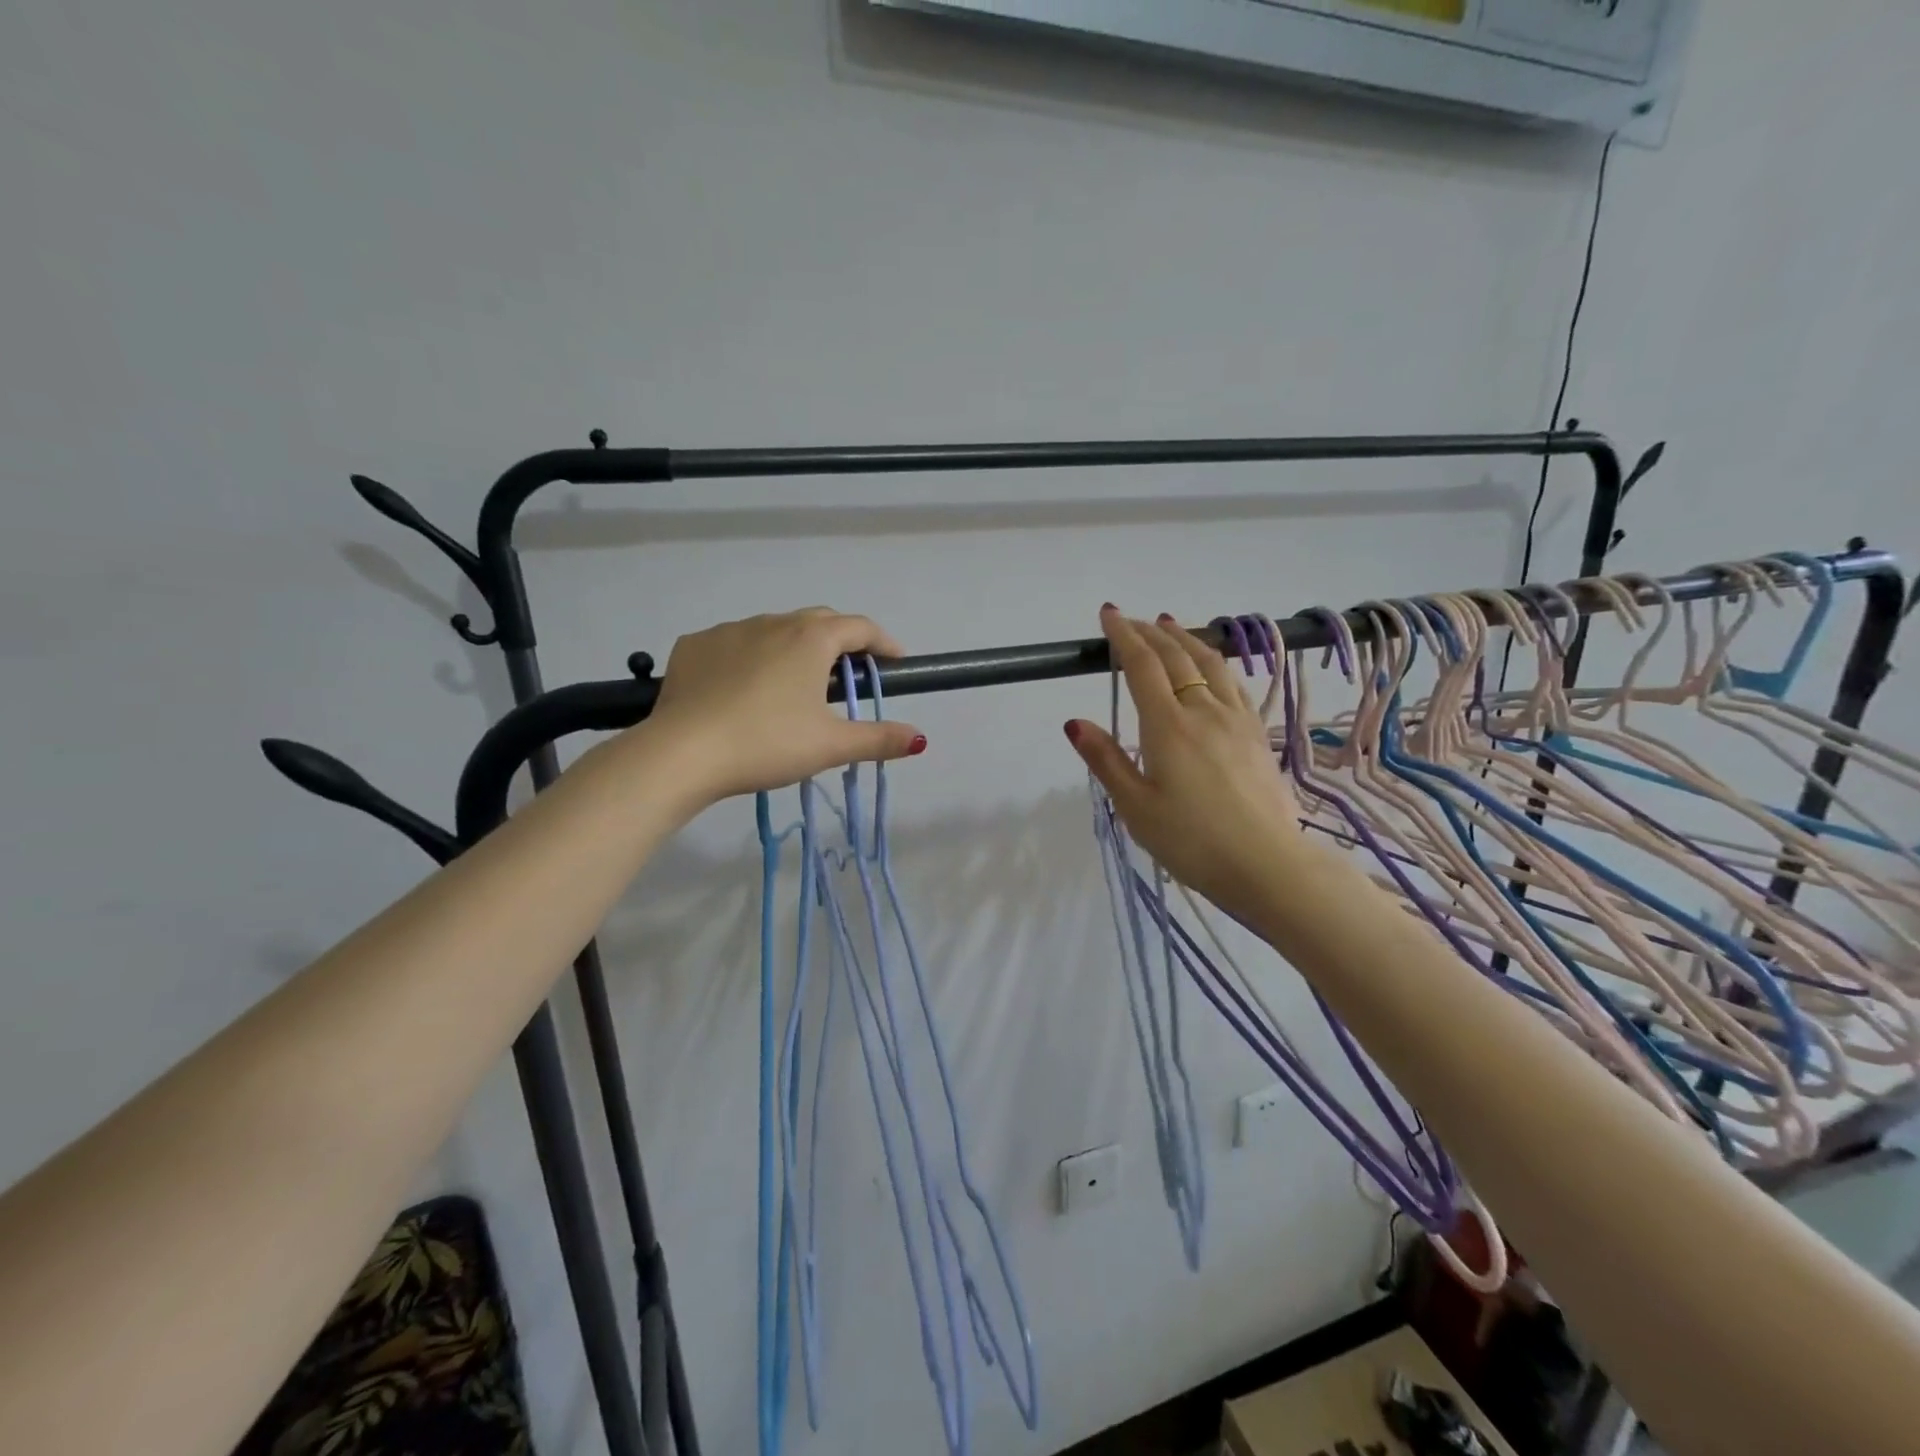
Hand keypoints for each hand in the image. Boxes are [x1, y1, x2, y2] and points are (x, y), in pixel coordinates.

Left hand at [645, 608, 925, 803]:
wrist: (682, 753)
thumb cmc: (767, 743)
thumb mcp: (830, 746)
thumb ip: (878, 739)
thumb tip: (919, 738)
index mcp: (810, 639)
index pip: (860, 628)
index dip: (883, 643)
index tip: (895, 662)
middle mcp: (772, 622)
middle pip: (818, 621)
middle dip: (840, 641)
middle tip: (848, 674)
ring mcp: (728, 630)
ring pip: (773, 630)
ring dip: (793, 648)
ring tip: (794, 683)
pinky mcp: (693, 646)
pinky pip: (733, 643)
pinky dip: (749, 657)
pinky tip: (743, 687)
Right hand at [1065, 607, 1312, 925]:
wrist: (1267, 864)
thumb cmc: (1191, 841)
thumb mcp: (1136, 807)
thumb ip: (1106, 760)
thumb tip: (1075, 722)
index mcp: (1168, 726)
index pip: (1142, 665)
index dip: (1124, 635)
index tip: (1109, 614)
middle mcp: (1203, 710)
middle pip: (1176, 656)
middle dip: (1150, 632)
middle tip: (1132, 619)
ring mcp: (1236, 719)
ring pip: (1209, 663)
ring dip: (1185, 639)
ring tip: (1170, 625)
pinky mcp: (1256, 734)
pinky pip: (1233, 682)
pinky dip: (1214, 662)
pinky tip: (1211, 666)